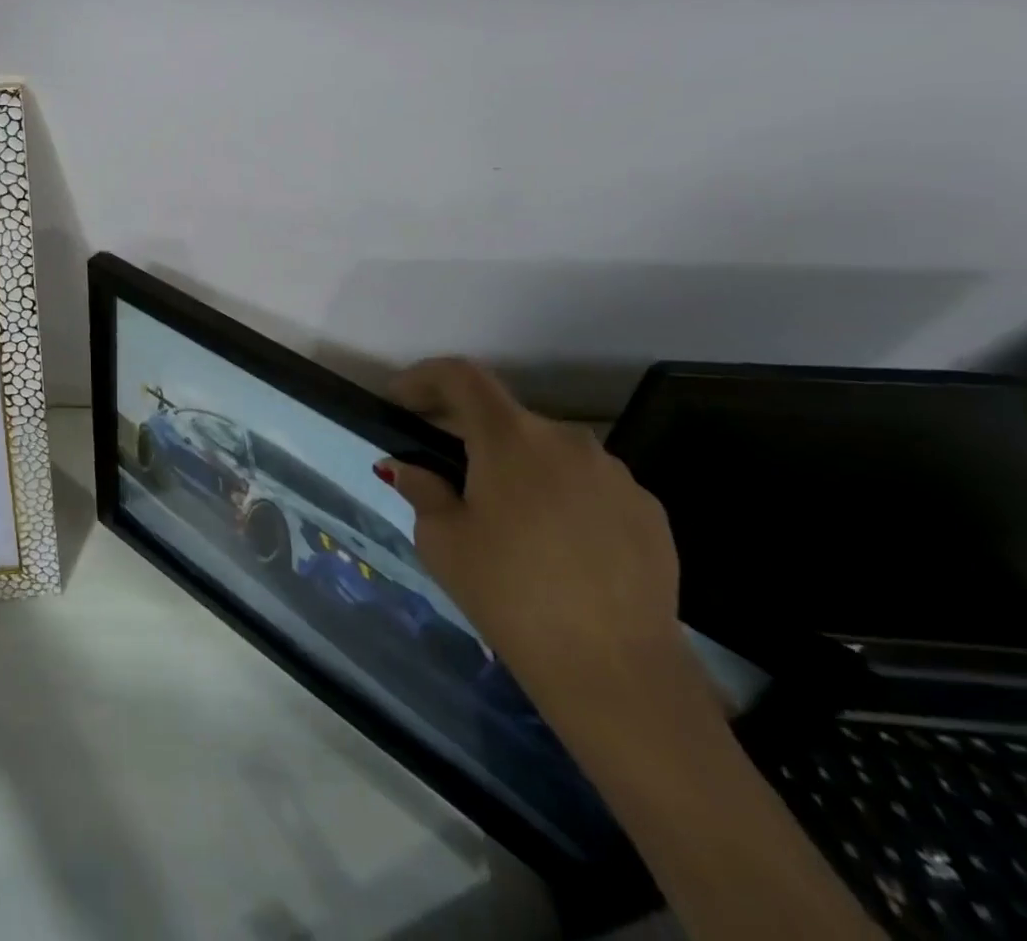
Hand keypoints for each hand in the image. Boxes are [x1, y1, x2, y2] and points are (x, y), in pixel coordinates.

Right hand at [381, 359, 709, 731]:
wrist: (618, 674)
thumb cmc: (510, 595)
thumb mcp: (442, 541)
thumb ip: (422, 489)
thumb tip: (409, 468)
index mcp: (511, 438)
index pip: (461, 377)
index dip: (424, 378)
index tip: (401, 402)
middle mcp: (568, 440)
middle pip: (505, 417)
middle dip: (469, 433)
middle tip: (445, 471)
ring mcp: (617, 474)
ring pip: (549, 452)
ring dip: (517, 466)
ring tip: (504, 517)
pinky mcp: (650, 511)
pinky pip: (588, 484)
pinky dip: (559, 495)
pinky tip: (554, 545)